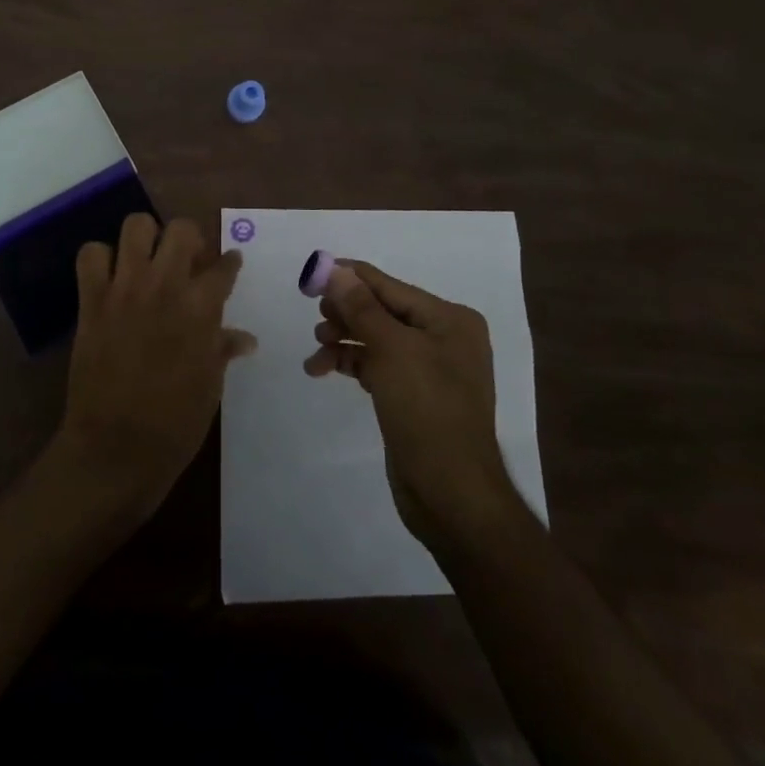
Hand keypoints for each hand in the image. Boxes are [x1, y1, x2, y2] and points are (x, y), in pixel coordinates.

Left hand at [57, 213, 254, 521]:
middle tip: (187, 260)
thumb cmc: (174, 423)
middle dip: (189, 239)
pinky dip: (101, 258)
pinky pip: (91, 255)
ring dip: (146, 238)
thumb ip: (223, 349)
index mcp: (202, 308)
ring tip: (148, 259)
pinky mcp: (92, 300)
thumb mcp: (210, 385)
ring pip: (136, 226)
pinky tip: (111, 276)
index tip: (229, 264)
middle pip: (182, 230)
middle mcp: (166, 286)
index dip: (230, 263)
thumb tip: (245, 338)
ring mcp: (125, 288)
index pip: (224, 266)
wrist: (115, 449)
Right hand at [306, 261, 519, 552]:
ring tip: (316, 348)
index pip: (391, 287)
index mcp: (449, 319)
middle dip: (346, 313)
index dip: (351, 278)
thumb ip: (361, 307)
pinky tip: (322, 369)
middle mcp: (443, 338)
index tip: (313, 272)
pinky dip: (351, 364)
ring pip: (377, 340)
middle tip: (315, 317)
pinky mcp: (413, 397)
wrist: (452, 495)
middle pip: (383, 311)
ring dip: (343, 340)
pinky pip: (377, 366)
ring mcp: (430, 369)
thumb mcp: (392, 351)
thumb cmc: (427, 410)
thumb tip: (337, 270)